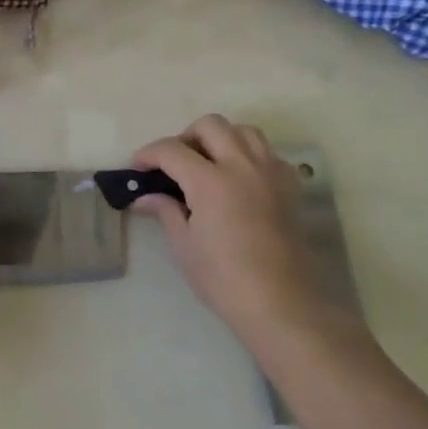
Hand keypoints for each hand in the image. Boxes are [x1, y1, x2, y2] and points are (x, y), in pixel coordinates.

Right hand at [132, 116, 328, 354]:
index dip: (149, 154)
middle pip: (211, 125)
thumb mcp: (184, 246)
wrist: (281, 303)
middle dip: (186, 137)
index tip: (138, 167)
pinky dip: (250, 155)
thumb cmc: (224, 279)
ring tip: (209, 163)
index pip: (171, 150)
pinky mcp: (290, 187)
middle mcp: (242, 166)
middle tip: (175, 164)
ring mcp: (270, 173)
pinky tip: (240, 179)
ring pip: (244, 131)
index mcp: (210, 181)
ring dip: (221, 138)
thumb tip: (145, 197)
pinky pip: (269, 154)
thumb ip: (166, 211)